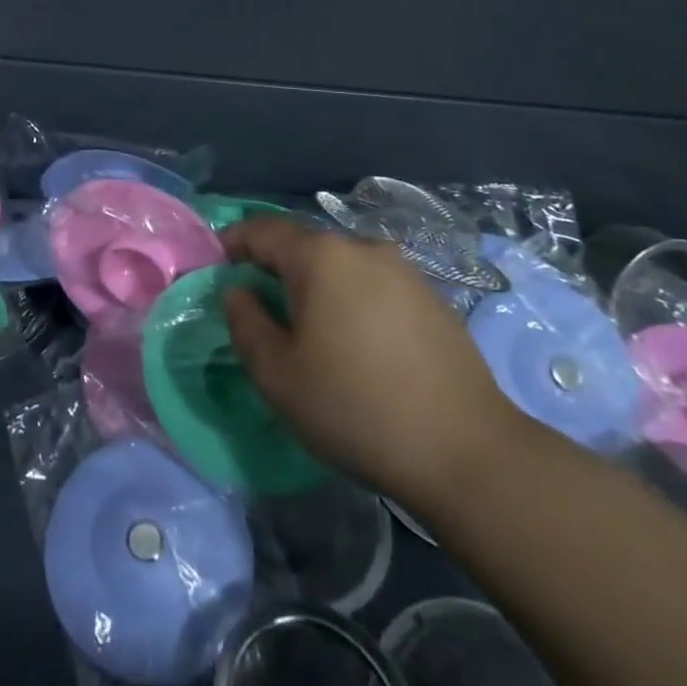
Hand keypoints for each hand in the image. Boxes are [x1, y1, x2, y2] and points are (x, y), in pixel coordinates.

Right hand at [221, 218, 517, 515]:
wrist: (470, 454)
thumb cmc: (357, 408)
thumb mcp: (278, 375)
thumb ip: (245, 324)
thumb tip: (238, 293)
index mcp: (321, 256)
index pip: (262, 231)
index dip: (232, 243)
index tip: (217, 268)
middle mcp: (363, 248)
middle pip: (304, 246)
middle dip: (275, 268)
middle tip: (259, 308)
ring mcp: (404, 272)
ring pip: (341, 267)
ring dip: (316, 287)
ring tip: (309, 330)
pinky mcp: (433, 301)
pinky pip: (374, 287)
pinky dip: (352, 302)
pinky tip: (357, 345)